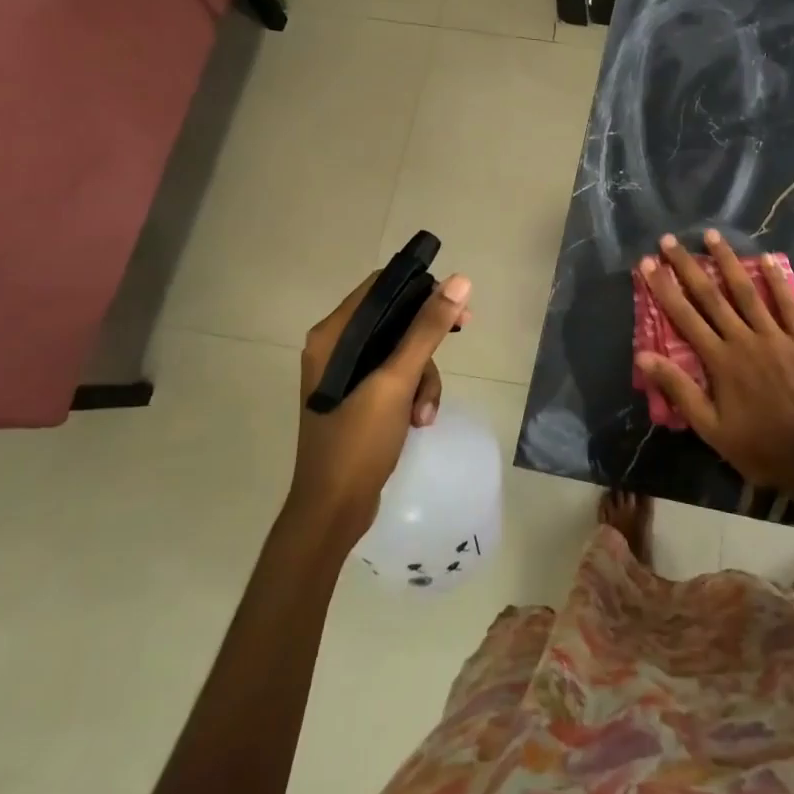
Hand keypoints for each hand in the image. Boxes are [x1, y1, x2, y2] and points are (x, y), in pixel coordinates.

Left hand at [286, 269, 471, 548]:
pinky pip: (397, 378)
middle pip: (396, 320)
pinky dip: (413, 395)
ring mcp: (347, 375)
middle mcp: (336, 348)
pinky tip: (419, 421)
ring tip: (424, 412)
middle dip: (427, 340)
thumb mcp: (396, 381)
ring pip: (402, 352)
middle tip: (461, 335)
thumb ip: (426, 329)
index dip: (420, 289)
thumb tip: (459, 281)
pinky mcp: (359, 398)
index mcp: (333, 335)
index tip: (455, 304)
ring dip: (423, 378)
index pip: (381, 287)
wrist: (332, 512)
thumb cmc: (357, 442)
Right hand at [635, 230, 793, 498]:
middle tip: (669, 241)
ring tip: (712, 236)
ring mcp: (775, 336)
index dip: (663, 288)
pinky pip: (788, 304)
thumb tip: (643, 356)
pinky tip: (766, 258)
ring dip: (728, 261)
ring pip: (747, 291)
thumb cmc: (755, 445)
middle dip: (687, 266)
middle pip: (711, 295)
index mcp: (719, 360)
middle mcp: (743, 339)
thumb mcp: (709, 426)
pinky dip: (777, 280)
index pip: (684, 316)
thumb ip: (678, 388)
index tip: (647, 263)